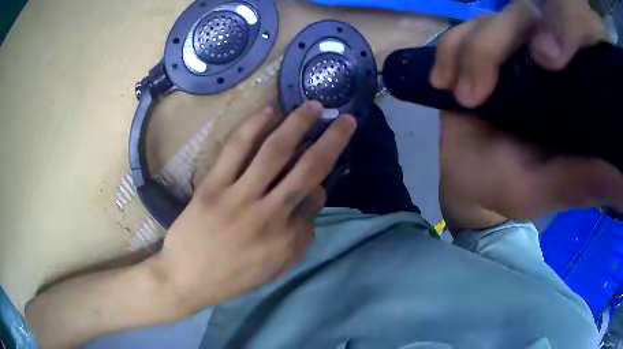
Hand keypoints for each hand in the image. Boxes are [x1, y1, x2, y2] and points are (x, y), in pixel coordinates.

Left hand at [150, 102, 355, 312]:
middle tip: (345, 120)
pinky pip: (235, 151)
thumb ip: (300, 241)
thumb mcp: (276, 270)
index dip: (322, 183)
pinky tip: (268, 111)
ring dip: (297, 125)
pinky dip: (253, 127)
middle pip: (308, 169)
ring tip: (312, 106)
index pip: (317, 199)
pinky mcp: (212, 186)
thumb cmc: (233, 278)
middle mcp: (270, 214)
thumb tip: (311, 205)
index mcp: (288, 239)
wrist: (187, 279)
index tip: (318, 178)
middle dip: (332, 141)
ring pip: (274, 152)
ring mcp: (239, 197)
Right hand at [430, 0, 622, 225]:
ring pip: (487, 20)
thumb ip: (588, 179)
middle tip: (473, 96)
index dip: (556, 34)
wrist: (470, 182)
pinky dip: (448, 51)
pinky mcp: (475, 54)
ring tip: (458, 96)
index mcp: (568, 88)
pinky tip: (441, 80)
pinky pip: (459, 33)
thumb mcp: (554, 188)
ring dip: (466, 53)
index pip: (568, 39)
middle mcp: (541, 59)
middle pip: (523, 17)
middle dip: (493, 47)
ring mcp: (505, 52)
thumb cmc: (512, 187)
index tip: (542, 62)